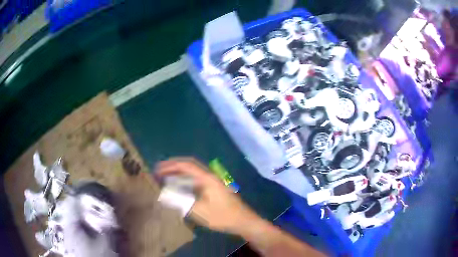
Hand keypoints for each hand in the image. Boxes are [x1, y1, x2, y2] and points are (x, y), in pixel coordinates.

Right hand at [155, 158, 257, 233]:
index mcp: (207, 178)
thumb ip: (181, 202)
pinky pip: (196, 181)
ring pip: (193, 173)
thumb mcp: (199, 211)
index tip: (157, 169)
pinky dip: (185, 181)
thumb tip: (164, 194)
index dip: (170, 166)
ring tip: (165, 178)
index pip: (186, 165)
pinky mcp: (213, 189)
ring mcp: (213, 182)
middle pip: (189, 166)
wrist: (243, 221)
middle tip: (159, 172)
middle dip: (173, 167)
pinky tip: (179, 188)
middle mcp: (210, 177)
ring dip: (179, 174)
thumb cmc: (222, 216)